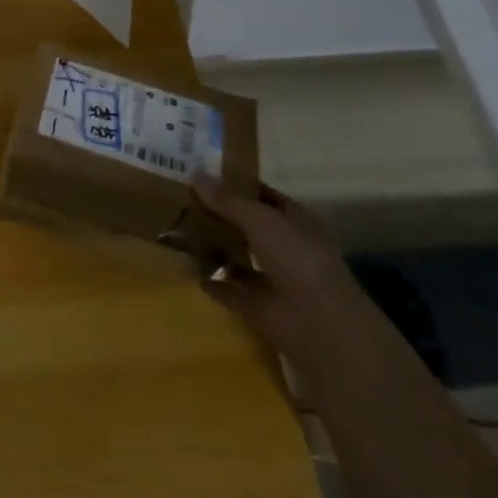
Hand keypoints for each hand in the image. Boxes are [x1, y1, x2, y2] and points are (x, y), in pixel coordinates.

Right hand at [192, 175, 394, 396]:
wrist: (320, 325)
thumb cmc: (296, 258)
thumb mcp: (259, 219)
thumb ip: (227, 199)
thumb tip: (195, 175)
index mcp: (295, 220)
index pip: (262, 195)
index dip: (235, 184)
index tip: (201, 173)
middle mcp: (286, 247)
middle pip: (247, 225)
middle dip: (219, 215)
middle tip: (180, 197)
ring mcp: (275, 279)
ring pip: (239, 257)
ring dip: (214, 248)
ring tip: (178, 230)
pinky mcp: (260, 307)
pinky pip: (230, 290)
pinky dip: (213, 283)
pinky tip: (187, 269)